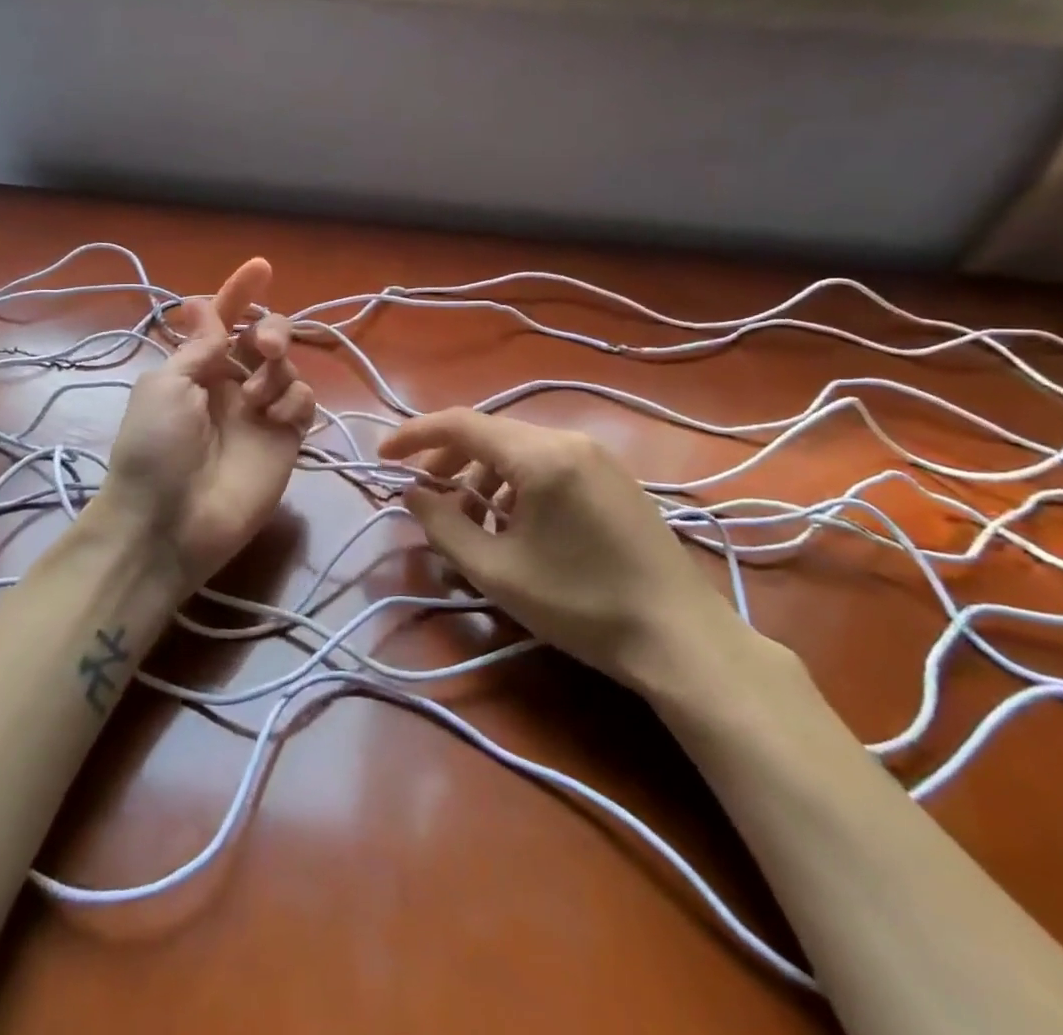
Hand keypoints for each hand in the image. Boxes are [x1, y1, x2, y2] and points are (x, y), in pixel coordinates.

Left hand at [100, 258, 315, 596]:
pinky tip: (275, 418)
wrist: (169, 523)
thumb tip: (207, 306)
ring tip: (257, 399)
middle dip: (271, 330)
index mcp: (196, 368)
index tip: (261, 267)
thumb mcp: (165, 385)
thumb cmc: (155, 448)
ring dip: (277, 369)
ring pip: (288, 366)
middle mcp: (231, 384)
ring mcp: (260, 412)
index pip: (223, 320)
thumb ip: (200, 346)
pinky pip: (304, 401)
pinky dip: (294, 400)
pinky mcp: (286, 439)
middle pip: (264, 338)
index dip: (240, 293)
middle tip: (263, 346)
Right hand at [381, 409, 747, 690]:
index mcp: (540, 456)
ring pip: (519, 448)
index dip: (415, 435)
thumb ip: (443, 525)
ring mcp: (596, 456)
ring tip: (469, 519)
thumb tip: (412, 494)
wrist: (680, 638)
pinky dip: (515, 482)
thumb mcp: (497, 571)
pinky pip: (547, 463)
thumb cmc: (581, 605)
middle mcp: (569, 440)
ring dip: (482, 474)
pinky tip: (514, 523)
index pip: (462, 424)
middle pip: (490, 433)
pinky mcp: (612, 476)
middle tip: (423, 495)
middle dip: (448, 459)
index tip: (382, 456)